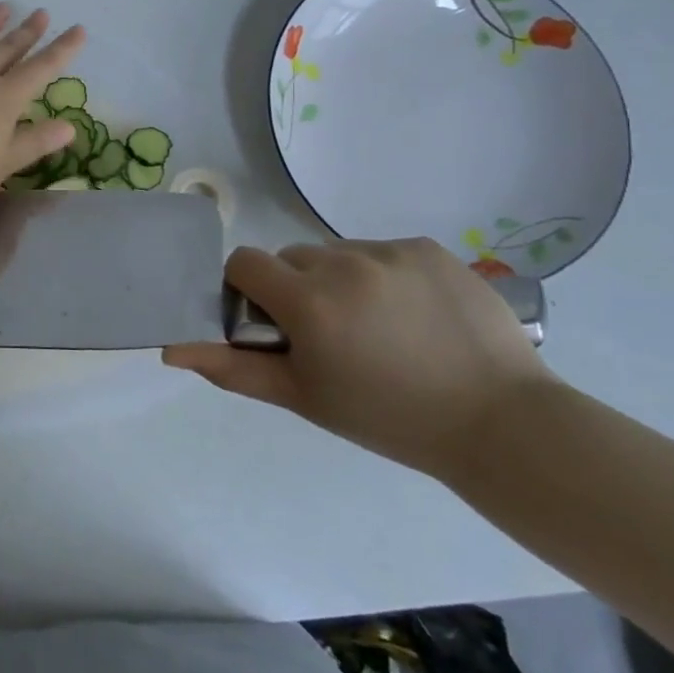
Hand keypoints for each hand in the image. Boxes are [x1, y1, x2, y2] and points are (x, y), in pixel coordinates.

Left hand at [0, 4, 84, 214]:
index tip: (78, 29)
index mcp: (4, 100)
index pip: (40, 70)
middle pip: (5, 51)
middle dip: (25, 32)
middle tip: (40, 12)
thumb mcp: (4, 164)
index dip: (61, 50)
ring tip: (2, 7)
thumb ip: (36, 142)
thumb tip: (70, 126)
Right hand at [163, 238, 557, 479]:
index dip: (248, 291)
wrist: (502, 425)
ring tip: (378, 326)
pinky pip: (381, 251)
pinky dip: (383, 274)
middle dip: (296, 288)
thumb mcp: (302, 397)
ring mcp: (390, 251)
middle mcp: (344, 263)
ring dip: (340, 280)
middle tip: (329, 334)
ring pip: (336, 252)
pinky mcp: (429, 247)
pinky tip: (413, 313)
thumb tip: (171, 349)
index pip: (244, 263)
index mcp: (308, 302)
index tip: (272, 323)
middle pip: (291, 257)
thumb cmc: (388, 418)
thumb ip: (233, 368)